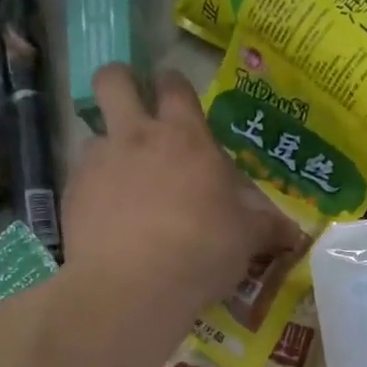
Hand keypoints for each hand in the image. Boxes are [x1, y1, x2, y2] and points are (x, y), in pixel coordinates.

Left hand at [65, 65, 298, 325]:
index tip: (177, 97)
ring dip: (109, 149)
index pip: (175, 85)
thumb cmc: (203, 251)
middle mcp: (137, 137)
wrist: (134, 287)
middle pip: (114, 79)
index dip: (174, 85)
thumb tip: (294, 233)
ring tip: (124, 185)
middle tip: (134, 109)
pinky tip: (109, 222)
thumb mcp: (247, 240)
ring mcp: (99, 163)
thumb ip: (268, 228)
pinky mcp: (72, 194)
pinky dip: (95, 192)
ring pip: (94, 133)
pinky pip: (82, 178)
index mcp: (186, 138)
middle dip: (122, 82)